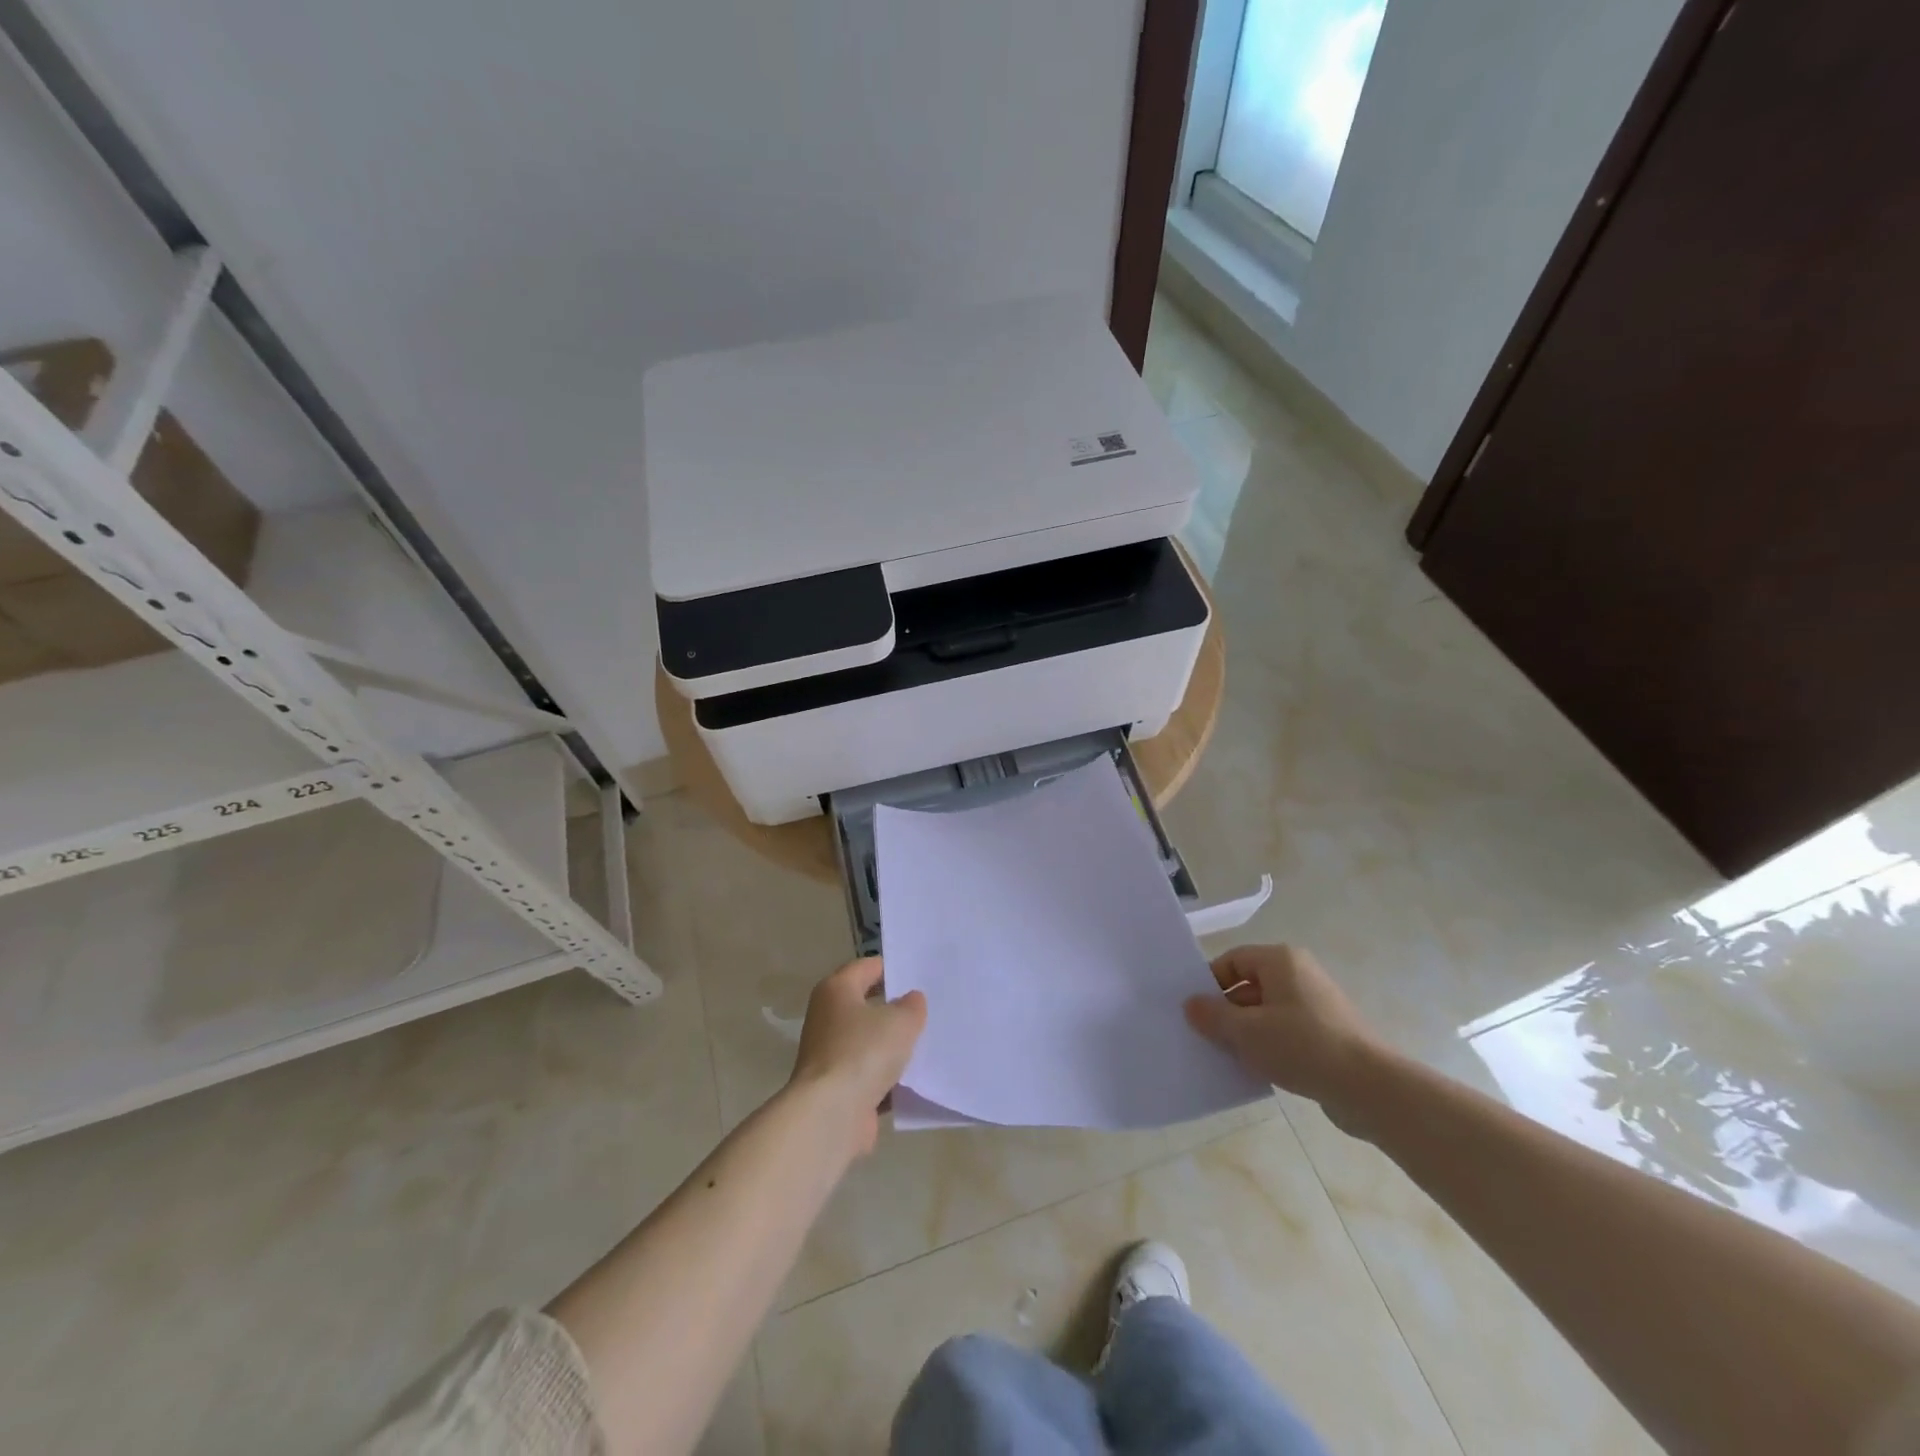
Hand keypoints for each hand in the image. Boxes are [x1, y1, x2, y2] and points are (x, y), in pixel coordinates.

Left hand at [790, 957, 926, 1155]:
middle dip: (896, 1009)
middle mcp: (827, 1018)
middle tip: (930, 1008)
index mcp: (836, 990)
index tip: (921, 976)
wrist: (831, 1115)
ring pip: (870, 1042)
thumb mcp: (900, 1021)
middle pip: (867, 1005)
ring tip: (930, 1043)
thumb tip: (911, 1000)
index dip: (894, 969)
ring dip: (893, 1046)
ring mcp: (830, 1055)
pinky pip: (870, 1075)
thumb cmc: (863, 1052)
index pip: (868, 967)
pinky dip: (889, 1078)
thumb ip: (911, 1006)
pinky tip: (916, 1079)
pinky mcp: (838, 1088)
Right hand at [1184, 944, 1390, 1122]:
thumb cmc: (1302, 1046)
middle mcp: (1300, 974)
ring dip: (1247, 1032)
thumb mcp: (1246, 1032)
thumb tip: (1191, 1004)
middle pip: (1249, 985)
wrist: (1371, 1088)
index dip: (1210, 983)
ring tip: (1228, 1057)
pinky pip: (1286, 1032)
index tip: (1195, 1011)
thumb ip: (1213, 1016)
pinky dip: (1270, 1046)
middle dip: (1227, 1012)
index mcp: (1280, 960)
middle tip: (1205, 1037)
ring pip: (1267, 1012)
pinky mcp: (1328, 1033)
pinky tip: (1258, 1070)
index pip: (1233, 960)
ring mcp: (1317, 1004)